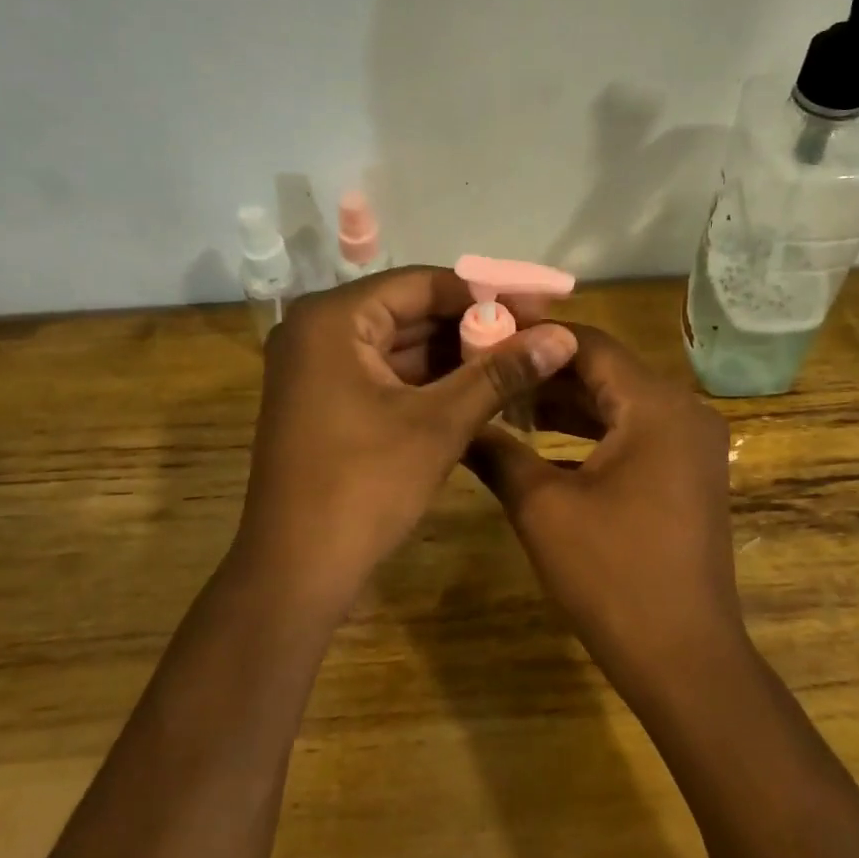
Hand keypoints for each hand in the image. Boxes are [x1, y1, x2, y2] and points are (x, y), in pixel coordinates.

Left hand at [234, 266, 577, 614]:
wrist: (295, 573)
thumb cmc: (364, 486)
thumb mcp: (439, 424)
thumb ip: (500, 373)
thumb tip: (563, 337)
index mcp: (333, 319)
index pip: (421, 284)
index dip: (486, 293)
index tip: (539, 305)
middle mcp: (318, 331)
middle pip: (410, 312)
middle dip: (473, 326)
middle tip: (535, 335)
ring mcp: (317, 368)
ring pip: (400, 346)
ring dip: (456, 355)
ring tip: (518, 361)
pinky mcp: (325, 401)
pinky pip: (386, 374)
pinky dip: (430, 381)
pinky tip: (480, 388)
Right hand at [464, 325, 743, 682]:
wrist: (685, 658)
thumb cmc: (613, 576)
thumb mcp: (543, 508)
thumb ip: (498, 452)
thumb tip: (457, 421)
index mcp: (657, 406)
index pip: (589, 344)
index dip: (534, 336)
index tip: (484, 336)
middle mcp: (684, 411)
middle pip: (606, 370)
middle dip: (545, 370)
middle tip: (486, 368)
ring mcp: (691, 444)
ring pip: (619, 402)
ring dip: (566, 402)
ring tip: (505, 399)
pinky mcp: (688, 472)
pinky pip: (634, 432)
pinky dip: (591, 431)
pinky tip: (542, 439)